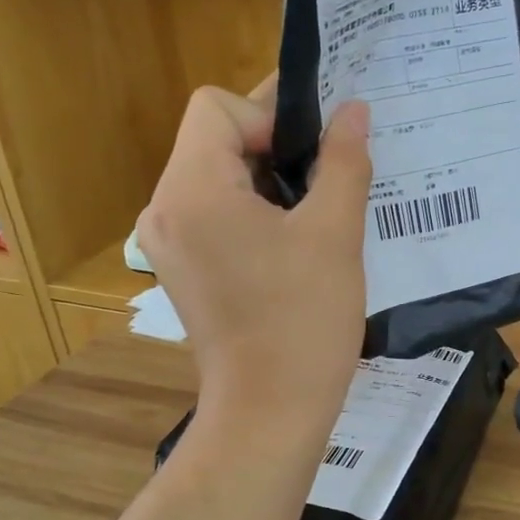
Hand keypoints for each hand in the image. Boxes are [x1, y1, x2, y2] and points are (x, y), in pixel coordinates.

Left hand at [137, 80, 371, 428]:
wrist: (271, 412)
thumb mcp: (335, 234)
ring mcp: (169, 243)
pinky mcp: (183, 270)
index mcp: (191, 190)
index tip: (314, 158)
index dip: (270, 116)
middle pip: (215, 140)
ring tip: (318, 212)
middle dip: (274, 147)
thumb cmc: (303, 321)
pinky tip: (295, 243)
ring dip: (268, 182)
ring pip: (217, 178)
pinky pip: (215, 215)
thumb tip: (354, 110)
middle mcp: (164, 209)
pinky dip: (253, 212)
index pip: (217, 107)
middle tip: (329, 178)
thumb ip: (343, 161)